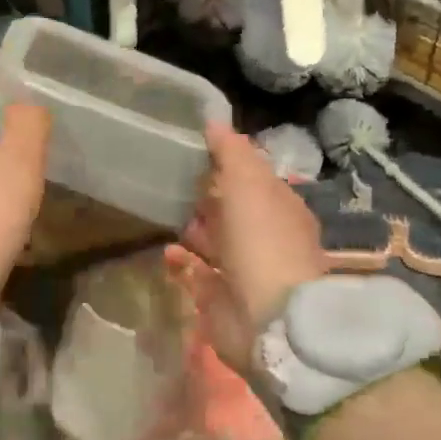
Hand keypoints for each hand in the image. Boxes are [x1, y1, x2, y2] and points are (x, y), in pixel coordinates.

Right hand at [183, 122, 327, 350]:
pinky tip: (166, 252)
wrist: (269, 318)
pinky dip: (182, 263)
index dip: (225, 163)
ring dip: (193, 229)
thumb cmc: (262, 242)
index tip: (192, 148)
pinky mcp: (220, 298)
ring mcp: (243, 270)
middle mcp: (263, 237)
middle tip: (169, 179)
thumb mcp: (249, 185)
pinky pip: (197, 275)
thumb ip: (232, 153)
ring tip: (162, 211)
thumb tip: (214, 120)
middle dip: (206, 196)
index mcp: (278, 207)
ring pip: (214, 242)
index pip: (251, 178)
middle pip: (231, 210)